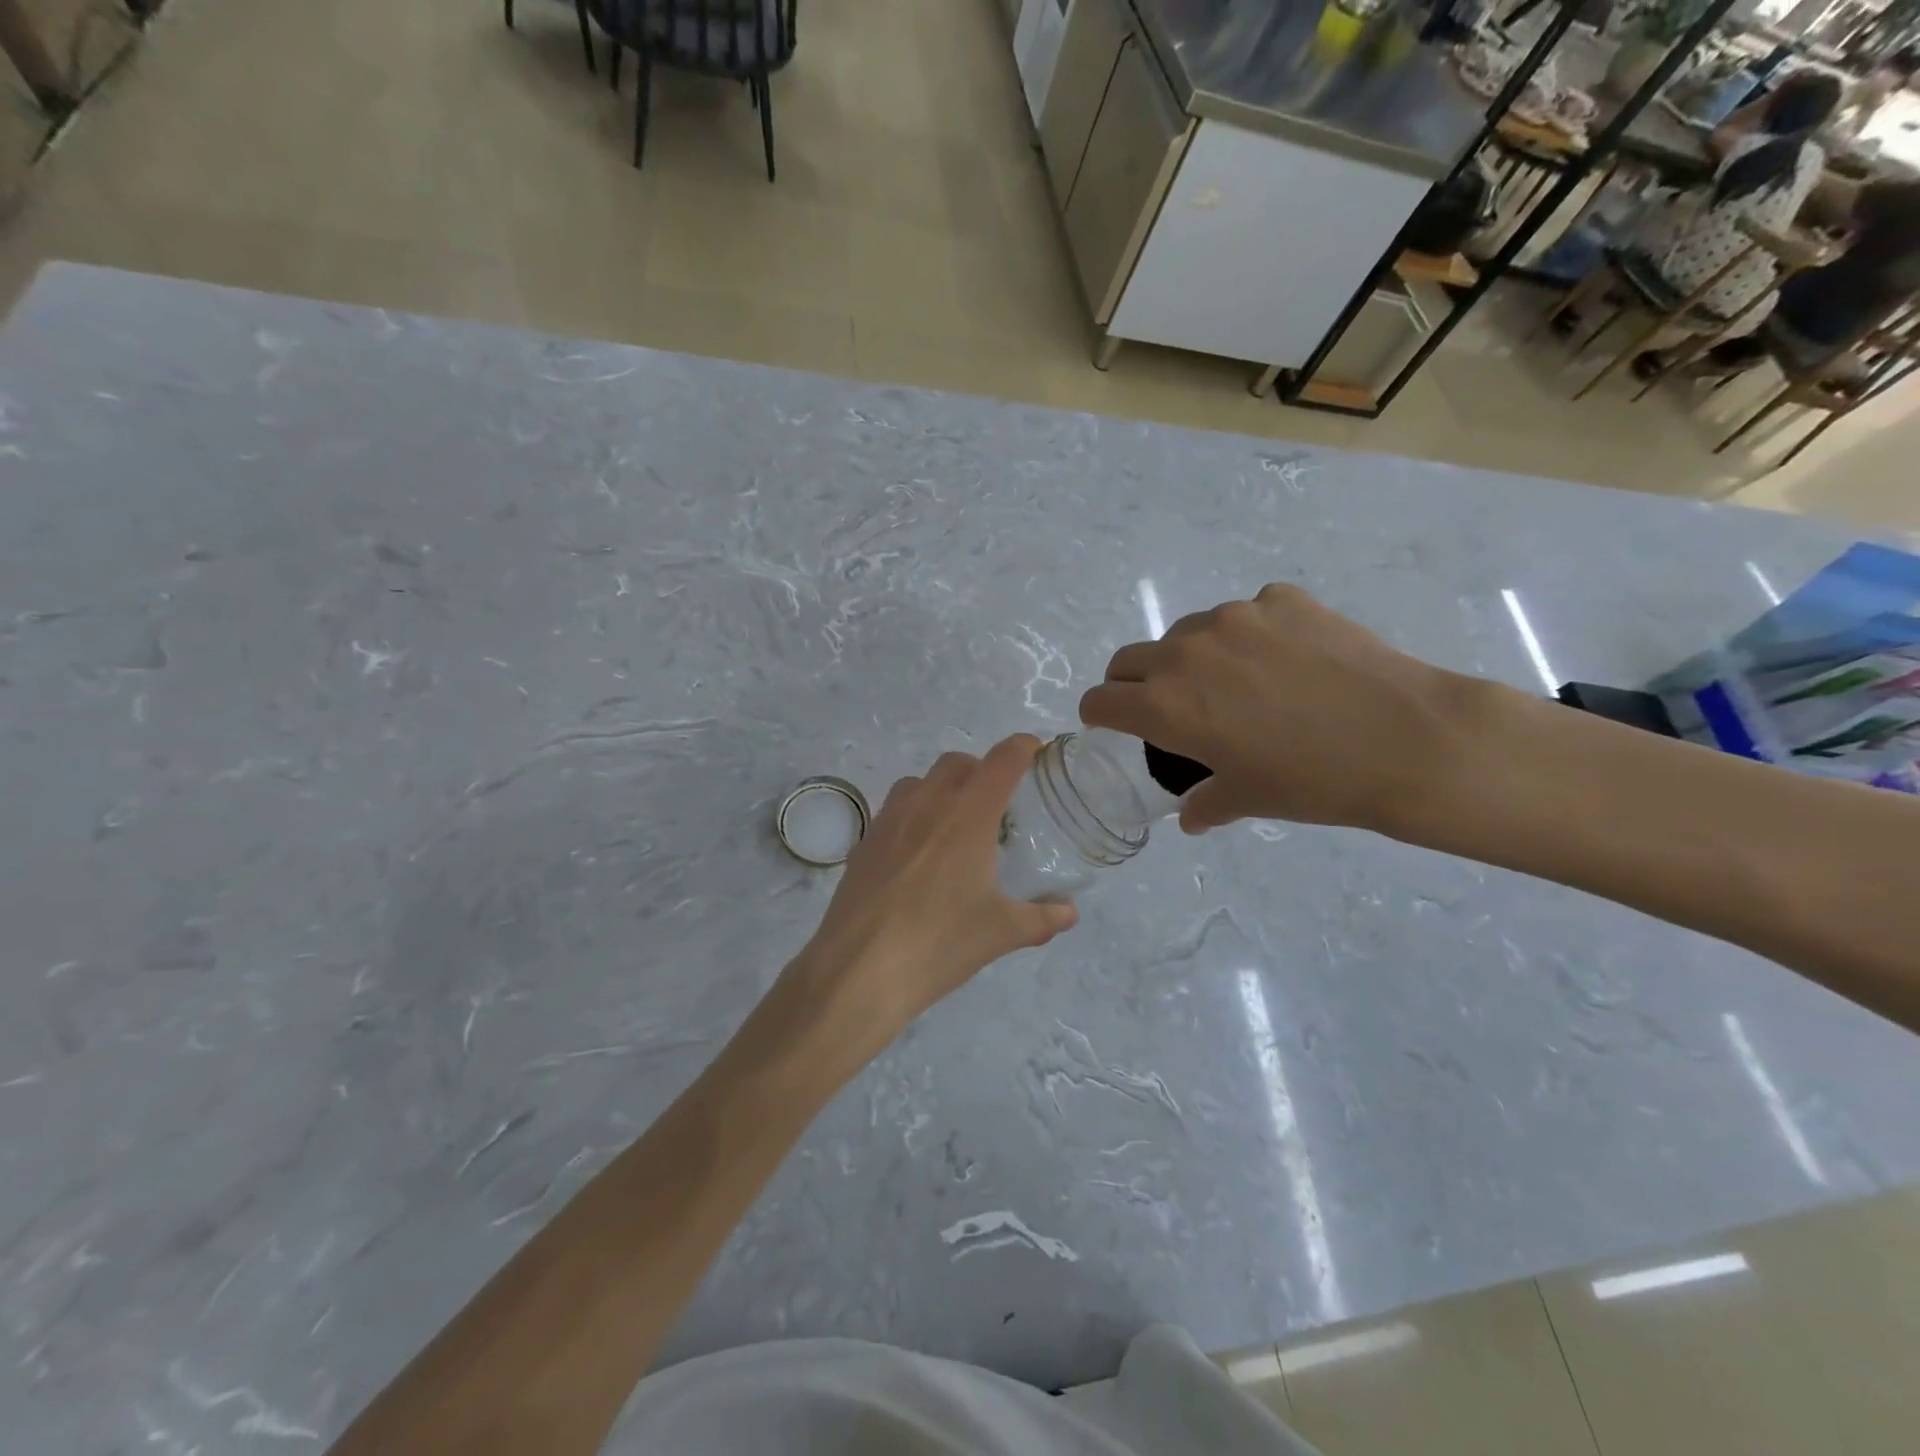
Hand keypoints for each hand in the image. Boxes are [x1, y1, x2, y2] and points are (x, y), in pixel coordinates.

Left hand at [775, 736, 1078, 1071]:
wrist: (859, 969)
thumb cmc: (938, 943)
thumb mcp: (1000, 933)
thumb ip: (1041, 918)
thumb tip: (1068, 912)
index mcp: (968, 815)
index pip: (1002, 761)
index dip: (1023, 747)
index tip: (1037, 751)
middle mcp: (927, 804)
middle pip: (958, 762)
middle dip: (982, 770)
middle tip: (999, 803)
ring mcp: (889, 819)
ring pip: (920, 781)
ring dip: (943, 788)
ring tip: (956, 826)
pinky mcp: (864, 841)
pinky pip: (894, 808)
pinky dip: (915, 813)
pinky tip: (920, 854)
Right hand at [1079, 584, 1469, 834]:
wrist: (1405, 739)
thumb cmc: (1312, 781)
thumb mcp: (1249, 798)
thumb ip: (1205, 803)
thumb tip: (1191, 817)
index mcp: (1165, 705)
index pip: (1100, 700)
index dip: (1102, 716)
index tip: (1116, 724)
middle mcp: (1185, 652)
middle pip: (1129, 659)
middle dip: (1134, 683)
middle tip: (1170, 706)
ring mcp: (1234, 618)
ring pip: (1186, 633)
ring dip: (1192, 658)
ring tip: (1239, 684)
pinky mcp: (1280, 599)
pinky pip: (1245, 615)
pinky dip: (1251, 637)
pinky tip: (1289, 662)